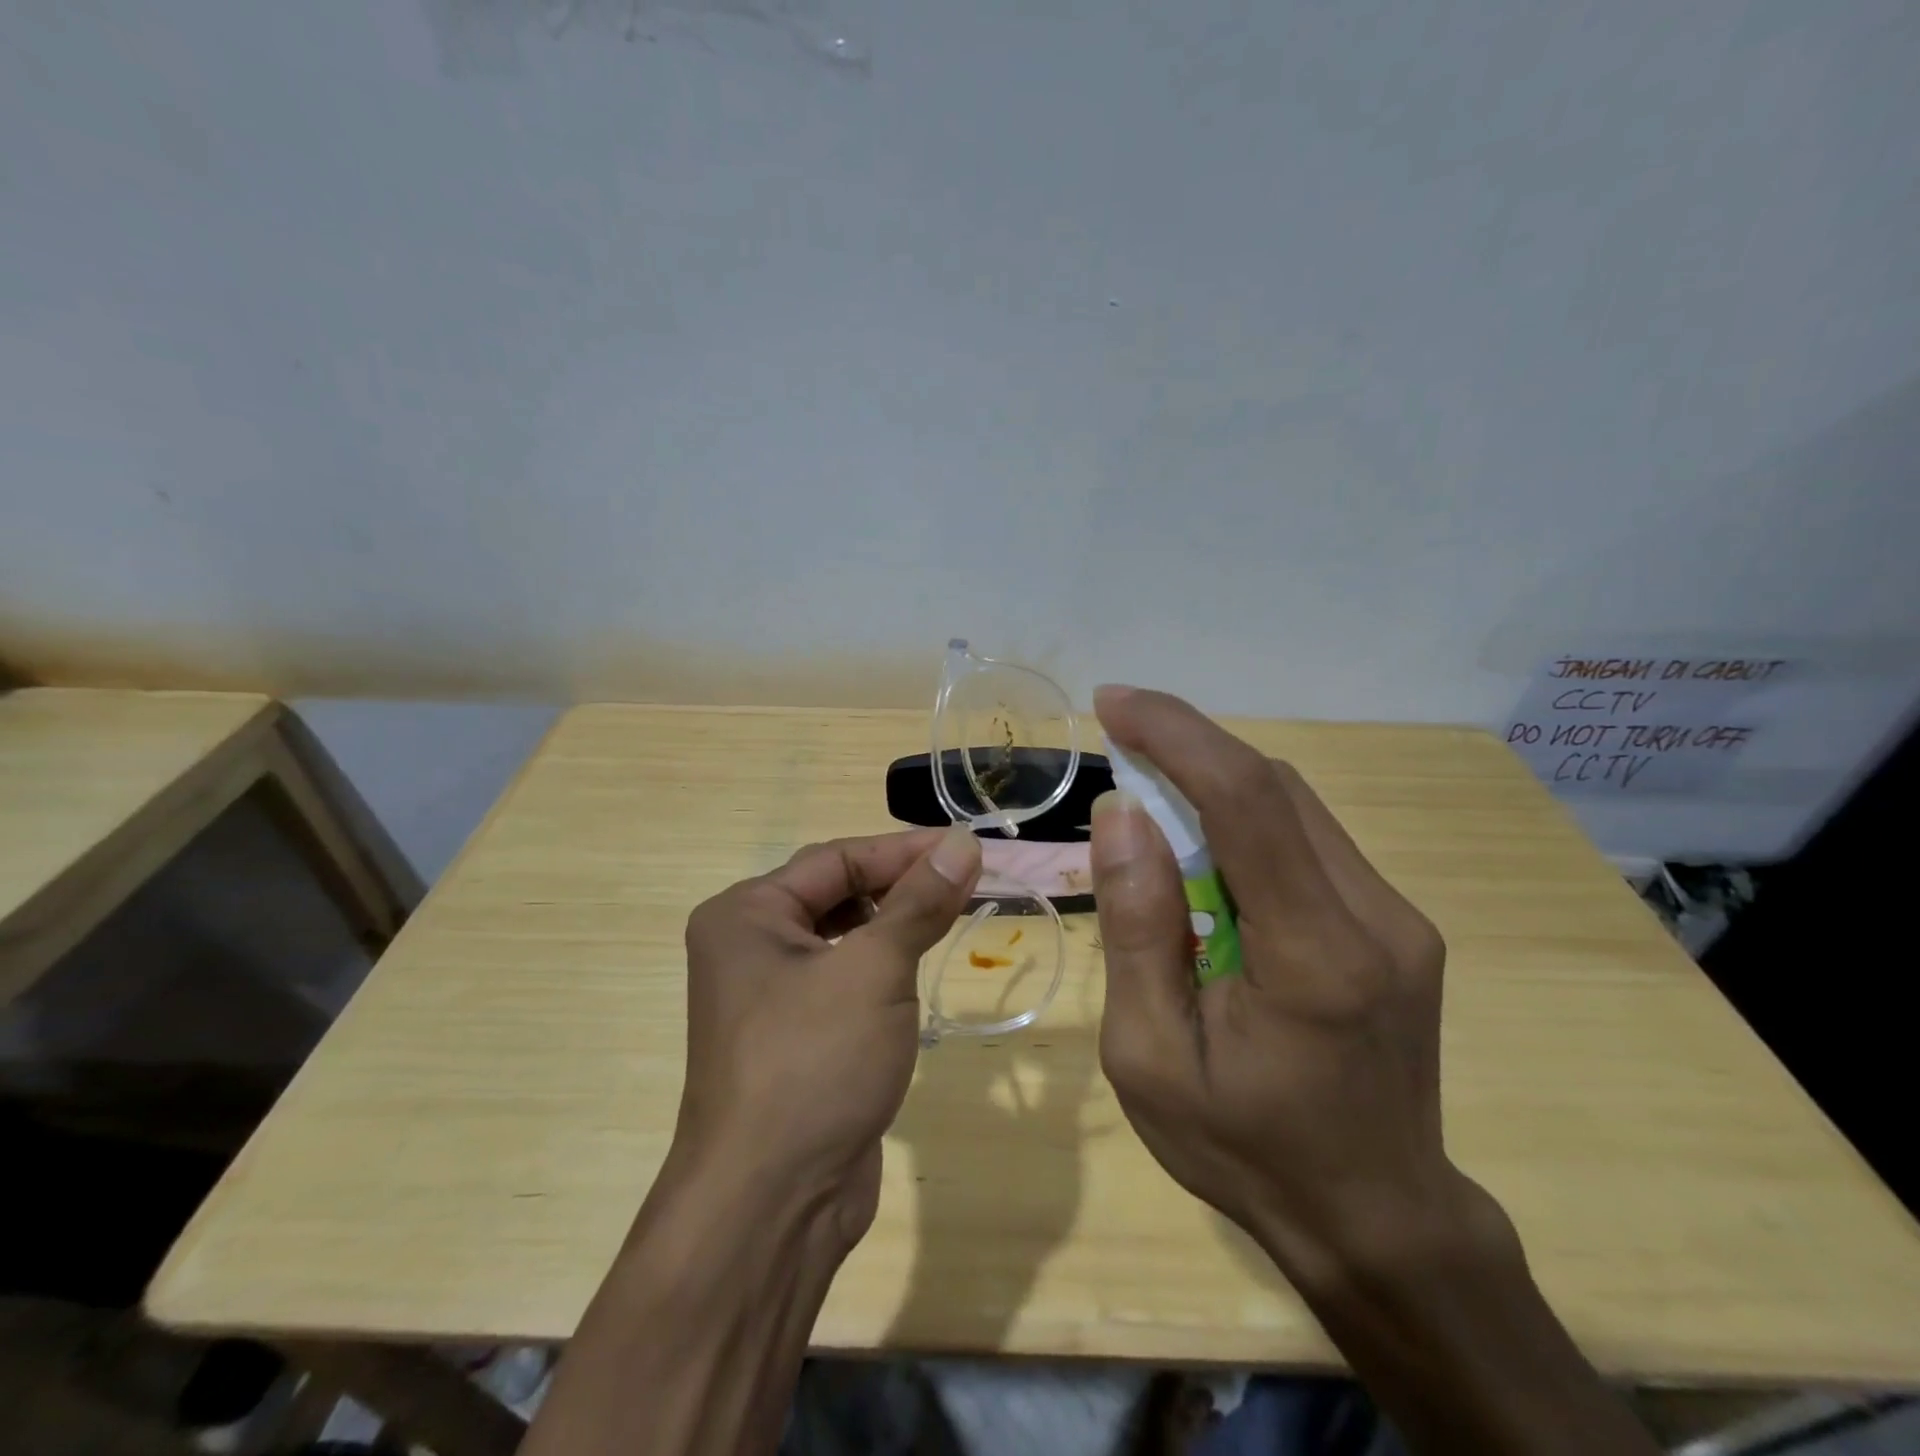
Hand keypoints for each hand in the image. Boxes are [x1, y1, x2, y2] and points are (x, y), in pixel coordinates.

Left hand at [670, 826, 980, 1251]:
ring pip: (845, 936)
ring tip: (953, 913)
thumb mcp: (875, 970)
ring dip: (896, 923)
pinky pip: (845, 978)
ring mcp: (770, 994)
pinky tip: (920, 965)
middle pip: (837, 893)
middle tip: (967, 879)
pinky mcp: (796, 1035)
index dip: (905, 849)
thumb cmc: (815, 1063)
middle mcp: (749, 945)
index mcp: (747, 914)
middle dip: (902, 884)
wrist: (772, 1205)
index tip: (966, 846)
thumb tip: (963, 843)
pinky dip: (884, 965)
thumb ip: (919, 902)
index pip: (837, 859)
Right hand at [1090, 686, 1481, 1284]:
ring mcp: (1399, 918)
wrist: (1376, 1219)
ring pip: (1295, 806)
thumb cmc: (1245, 1151)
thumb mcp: (1151, 1057)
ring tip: (1150, 794)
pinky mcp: (1397, 925)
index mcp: (1316, 958)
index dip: (1178, 735)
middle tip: (1118, 740)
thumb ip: (1137, 929)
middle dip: (1189, 748)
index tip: (1113, 704)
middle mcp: (1376, 919)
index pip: (1248, 802)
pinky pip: (1309, 840)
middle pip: (1275, 788)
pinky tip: (1204, 851)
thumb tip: (1122, 813)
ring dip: (1216, 781)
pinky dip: (1246, 820)